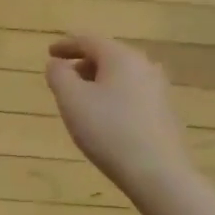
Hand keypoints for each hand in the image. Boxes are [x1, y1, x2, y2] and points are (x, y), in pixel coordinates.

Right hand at [46, 35, 194, 198]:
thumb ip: (59, 75)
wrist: (159, 174)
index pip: (88, 40)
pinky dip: (113, 97)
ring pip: (121, 76)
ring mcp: (159, 89)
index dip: (65, 45)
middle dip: (82, 64)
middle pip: (107, 56)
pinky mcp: (165, 112)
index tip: (49, 53)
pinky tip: (105, 118)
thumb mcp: (71, 100)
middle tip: (63, 79)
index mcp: (121, 56)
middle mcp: (144, 65)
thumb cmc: (109, 130)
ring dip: (98, 82)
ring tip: (81, 101)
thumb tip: (58, 64)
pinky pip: (132, 94)